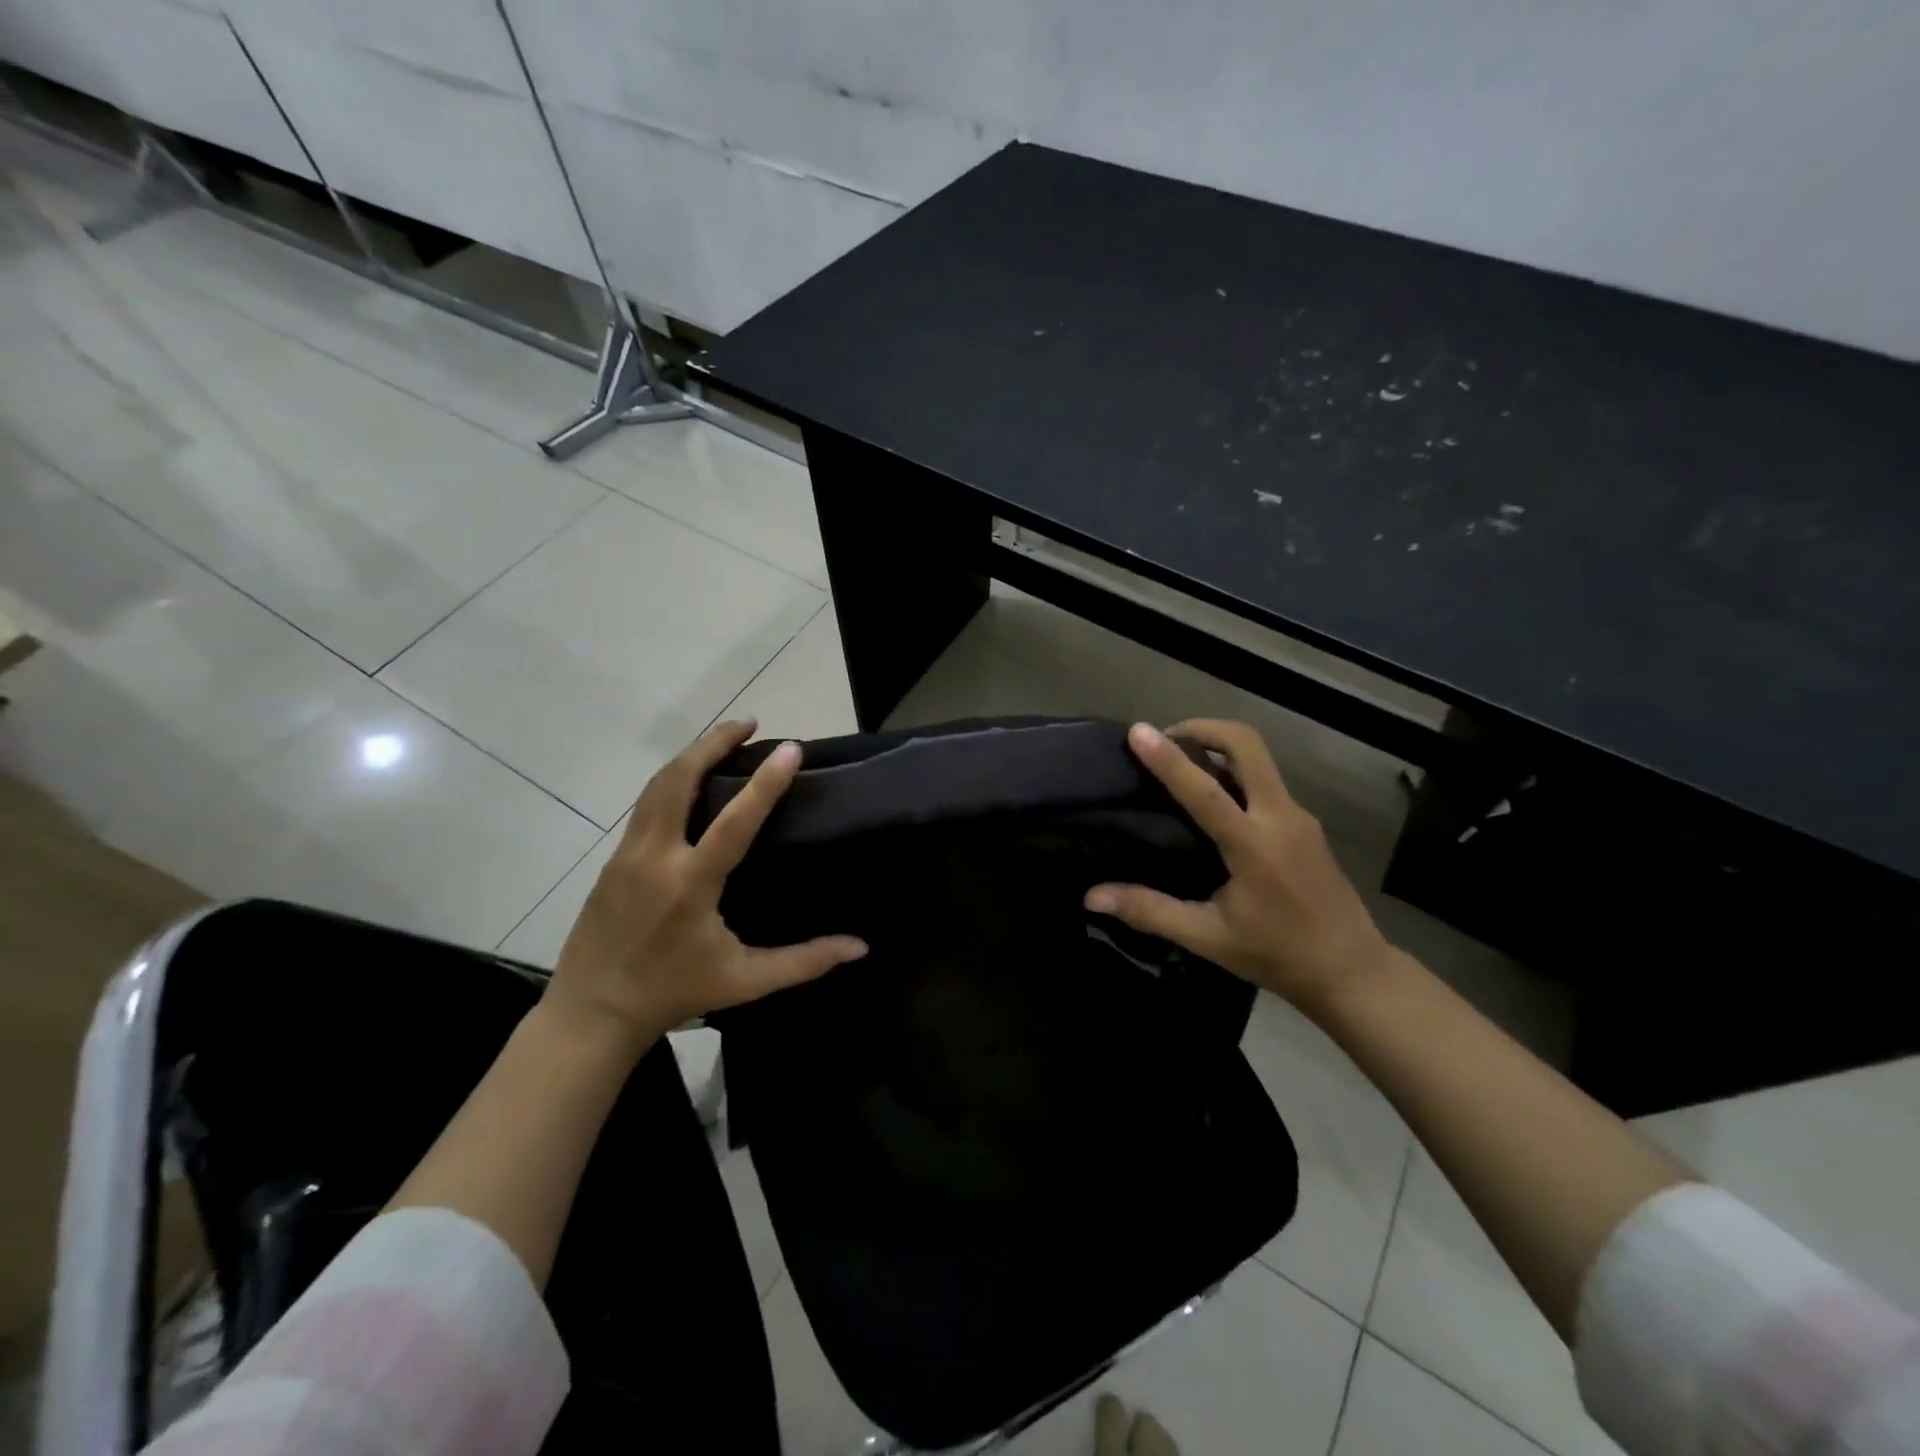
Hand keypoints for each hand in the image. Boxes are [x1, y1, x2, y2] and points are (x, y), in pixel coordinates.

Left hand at [547, 719, 867, 1054]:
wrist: (591, 1012)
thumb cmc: (675, 993)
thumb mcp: (745, 981)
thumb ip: (805, 961)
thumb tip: (860, 947)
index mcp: (690, 885)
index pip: (733, 822)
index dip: (765, 783)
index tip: (790, 747)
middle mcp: (654, 858)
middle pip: (678, 781)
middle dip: (713, 743)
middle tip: (749, 722)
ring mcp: (627, 854)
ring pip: (656, 786)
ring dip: (690, 755)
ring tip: (724, 738)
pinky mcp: (613, 859)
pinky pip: (645, 805)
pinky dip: (671, 780)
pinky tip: (691, 780)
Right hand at [1085, 720, 1395, 1014]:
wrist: (1352, 971)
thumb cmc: (1277, 955)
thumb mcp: (1208, 938)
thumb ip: (1150, 911)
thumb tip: (1092, 897)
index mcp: (1254, 846)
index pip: (1204, 790)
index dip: (1168, 759)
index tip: (1138, 731)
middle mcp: (1281, 817)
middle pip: (1247, 745)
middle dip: (1203, 728)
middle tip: (1164, 739)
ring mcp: (1299, 816)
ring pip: (1259, 757)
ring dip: (1218, 745)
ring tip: (1181, 760)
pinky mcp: (1306, 822)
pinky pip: (1266, 778)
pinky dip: (1234, 768)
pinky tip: (1213, 794)